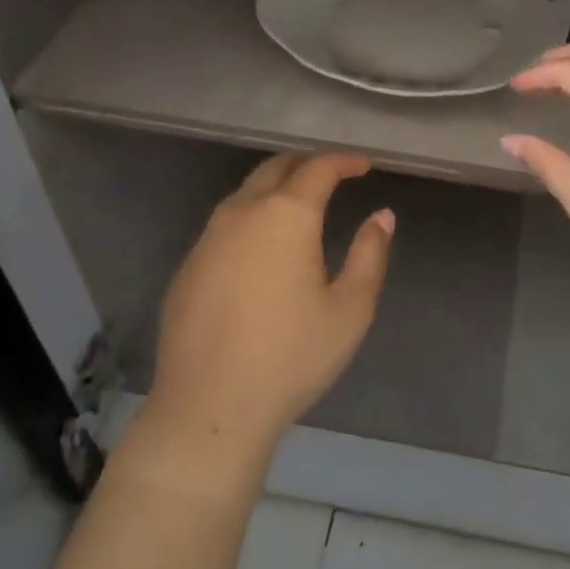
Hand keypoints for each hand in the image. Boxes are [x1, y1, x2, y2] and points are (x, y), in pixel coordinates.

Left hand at [147, 151, 392, 456]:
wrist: (209, 407)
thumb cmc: (291, 357)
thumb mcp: (350, 309)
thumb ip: (370, 254)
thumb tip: (382, 215)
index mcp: (286, 215)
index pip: (317, 168)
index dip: (343, 161)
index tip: (363, 166)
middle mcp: (242, 213)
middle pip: (274, 169)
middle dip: (305, 164)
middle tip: (332, 174)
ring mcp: (207, 238)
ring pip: (244, 193)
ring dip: (275, 187)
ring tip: (299, 203)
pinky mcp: (188, 266)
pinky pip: (224, 224)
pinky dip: (250, 217)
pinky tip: (261, 246)